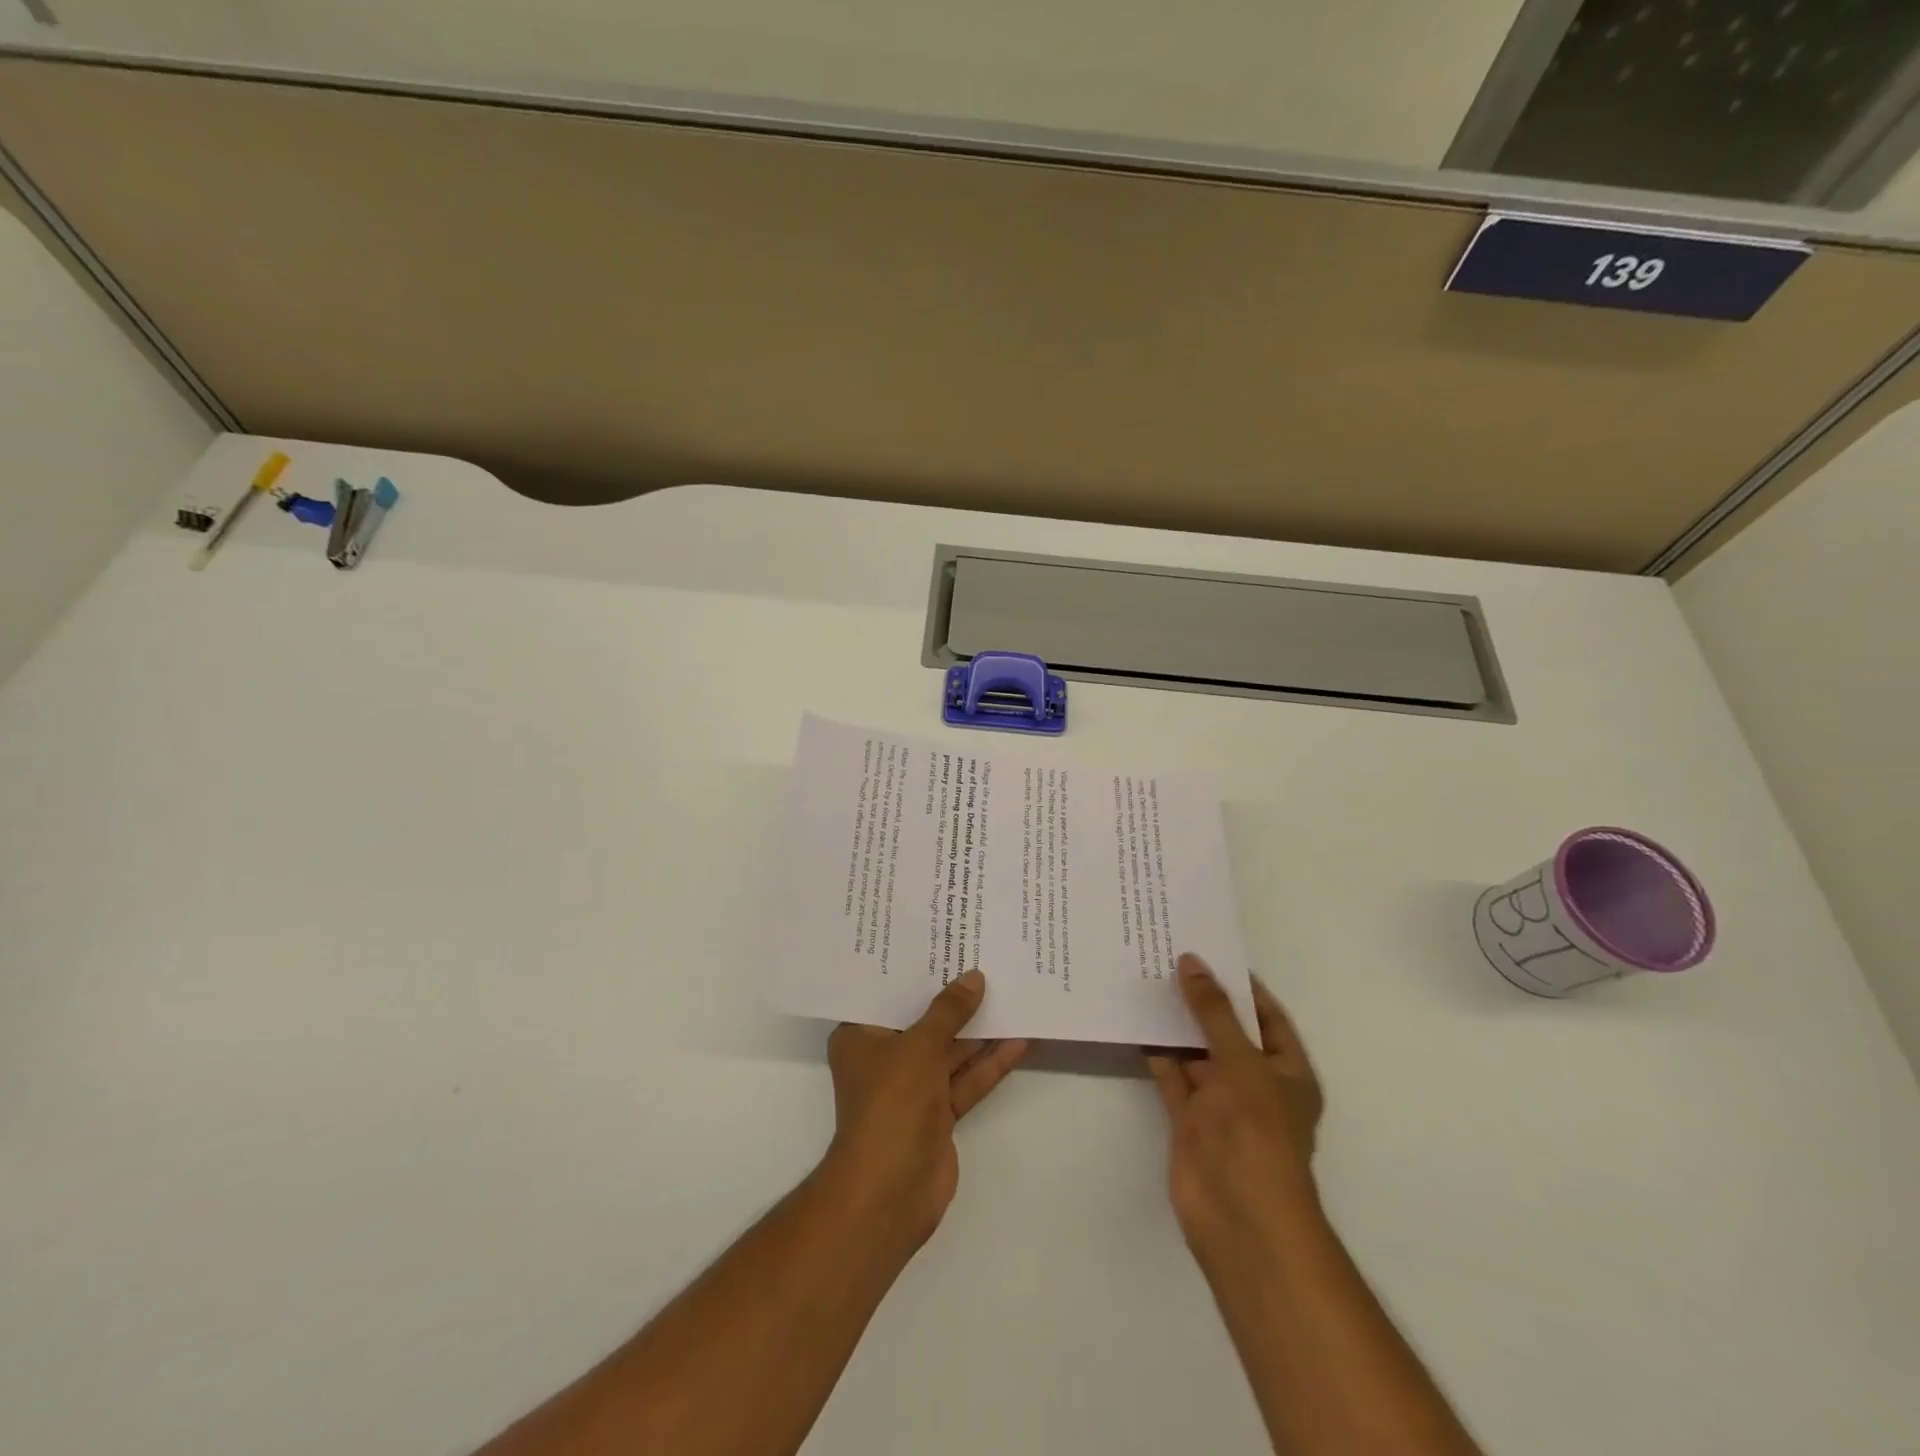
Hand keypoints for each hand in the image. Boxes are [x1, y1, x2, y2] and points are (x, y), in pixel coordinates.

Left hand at [822, 970, 1028, 1254]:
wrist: (890, 1192)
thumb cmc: (891, 1104)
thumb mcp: (919, 1046)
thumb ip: (949, 1011)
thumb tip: (974, 977)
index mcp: (861, 1036)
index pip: (888, 992)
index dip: (915, 968)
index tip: (941, 940)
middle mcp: (885, 1057)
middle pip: (923, 1019)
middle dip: (953, 995)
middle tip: (984, 957)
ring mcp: (913, 1087)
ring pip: (950, 1049)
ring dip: (979, 1028)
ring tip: (1011, 991)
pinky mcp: (939, 1112)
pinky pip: (966, 1079)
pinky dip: (990, 1062)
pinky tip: (1020, 1039)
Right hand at [1146, 954, 1323, 1258]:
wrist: (1239, 1213)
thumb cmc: (1256, 1130)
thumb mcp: (1240, 1059)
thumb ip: (1213, 1011)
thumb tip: (1192, 963)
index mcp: (1287, 1071)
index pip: (1268, 1017)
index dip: (1243, 986)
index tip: (1211, 953)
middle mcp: (1256, 1084)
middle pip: (1228, 1033)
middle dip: (1203, 1001)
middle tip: (1169, 958)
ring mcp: (1221, 1104)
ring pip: (1197, 1054)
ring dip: (1177, 1025)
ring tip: (1147, 981)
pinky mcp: (1189, 1120)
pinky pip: (1173, 1077)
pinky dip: (1158, 1054)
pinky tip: (1136, 1025)